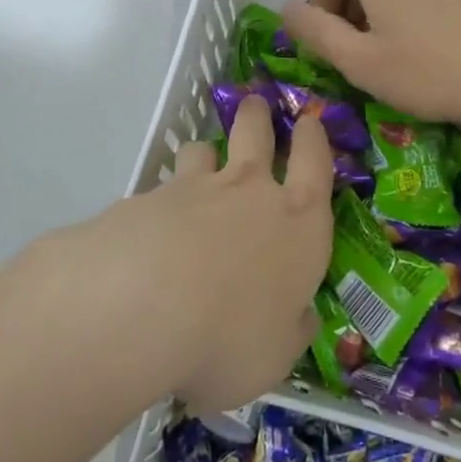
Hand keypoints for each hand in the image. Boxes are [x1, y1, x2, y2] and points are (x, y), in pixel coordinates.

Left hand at [23, 97, 333, 413]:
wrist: (145, 306)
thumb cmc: (231, 337)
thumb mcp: (275, 357)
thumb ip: (291, 332)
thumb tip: (301, 318)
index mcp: (298, 223)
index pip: (316, 164)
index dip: (314, 140)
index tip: (309, 123)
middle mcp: (250, 192)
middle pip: (257, 132)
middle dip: (258, 116)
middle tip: (256, 105)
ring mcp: (195, 188)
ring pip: (204, 150)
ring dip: (205, 152)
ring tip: (200, 160)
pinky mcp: (148, 198)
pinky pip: (161, 188)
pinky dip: (162, 199)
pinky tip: (150, 227)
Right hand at [281, 0, 460, 131]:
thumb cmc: (429, 71)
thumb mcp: (359, 61)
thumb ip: (315, 31)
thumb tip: (286, 8)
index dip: (320, 0)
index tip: (329, 38)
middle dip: (349, 3)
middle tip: (358, 49)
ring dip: (380, 3)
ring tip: (392, 47)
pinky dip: (410, 2)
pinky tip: (427, 41)